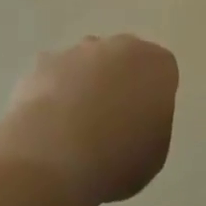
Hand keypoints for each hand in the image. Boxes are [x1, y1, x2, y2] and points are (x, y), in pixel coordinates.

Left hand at [0, 35, 178, 205]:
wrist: (54, 156)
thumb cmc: (117, 159)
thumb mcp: (154, 153)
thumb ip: (150, 125)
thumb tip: (133, 120)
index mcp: (156, 65)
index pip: (162, 70)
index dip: (153, 95)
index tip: (144, 122)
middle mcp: (119, 46)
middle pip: (123, 58)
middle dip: (119, 81)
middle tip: (111, 121)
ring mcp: (77, 51)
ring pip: (87, 63)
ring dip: (84, 84)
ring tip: (74, 127)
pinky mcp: (43, 63)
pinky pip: (54, 76)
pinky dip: (53, 93)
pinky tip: (48, 125)